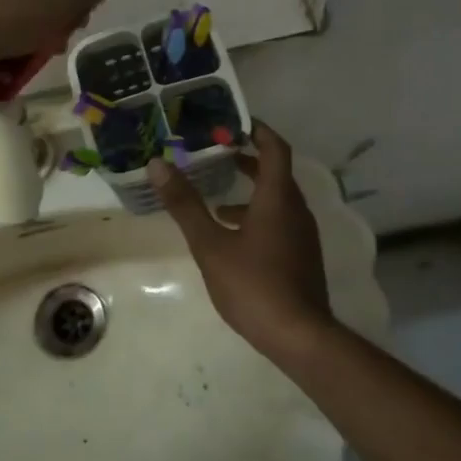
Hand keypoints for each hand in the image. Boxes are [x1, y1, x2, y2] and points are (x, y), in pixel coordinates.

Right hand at [149, 124, 334, 361]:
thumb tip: (158, 164)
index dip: (257, 130)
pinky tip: (232, 237)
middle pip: (276, 172)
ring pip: (277, 199)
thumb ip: (185, 204)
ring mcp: (302, 235)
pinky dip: (257, 216)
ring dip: (251, 191)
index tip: (233, 122)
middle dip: (248, 159)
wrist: (300, 338)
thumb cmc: (254, 285)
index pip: (275, 148)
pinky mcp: (302, 257)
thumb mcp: (210, 244)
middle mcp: (296, 210)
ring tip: (217, 198)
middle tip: (218, 153)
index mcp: (278, 198)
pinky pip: (280, 221)